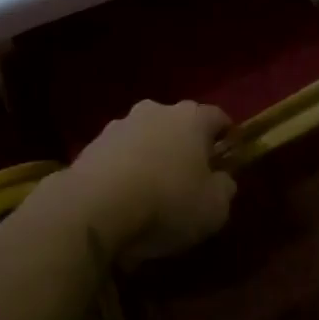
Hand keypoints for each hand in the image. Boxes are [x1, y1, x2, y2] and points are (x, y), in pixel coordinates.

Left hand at [58, 100, 236, 263]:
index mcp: (192, 118)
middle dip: (185, 145)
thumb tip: (222, 179)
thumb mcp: (214, 209)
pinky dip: (125, 170)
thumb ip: (224, 189)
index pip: (218, 118)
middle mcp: (156, 110)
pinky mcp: (91, 144)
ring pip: (145, 137)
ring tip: (152, 191)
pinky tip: (124, 199)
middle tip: (189, 177)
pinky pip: (119, 155)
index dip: (226, 138)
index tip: (227, 160)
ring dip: (151, 156)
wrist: (94, 207)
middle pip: (178, 124)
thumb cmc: (167, 203)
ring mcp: (119, 124)